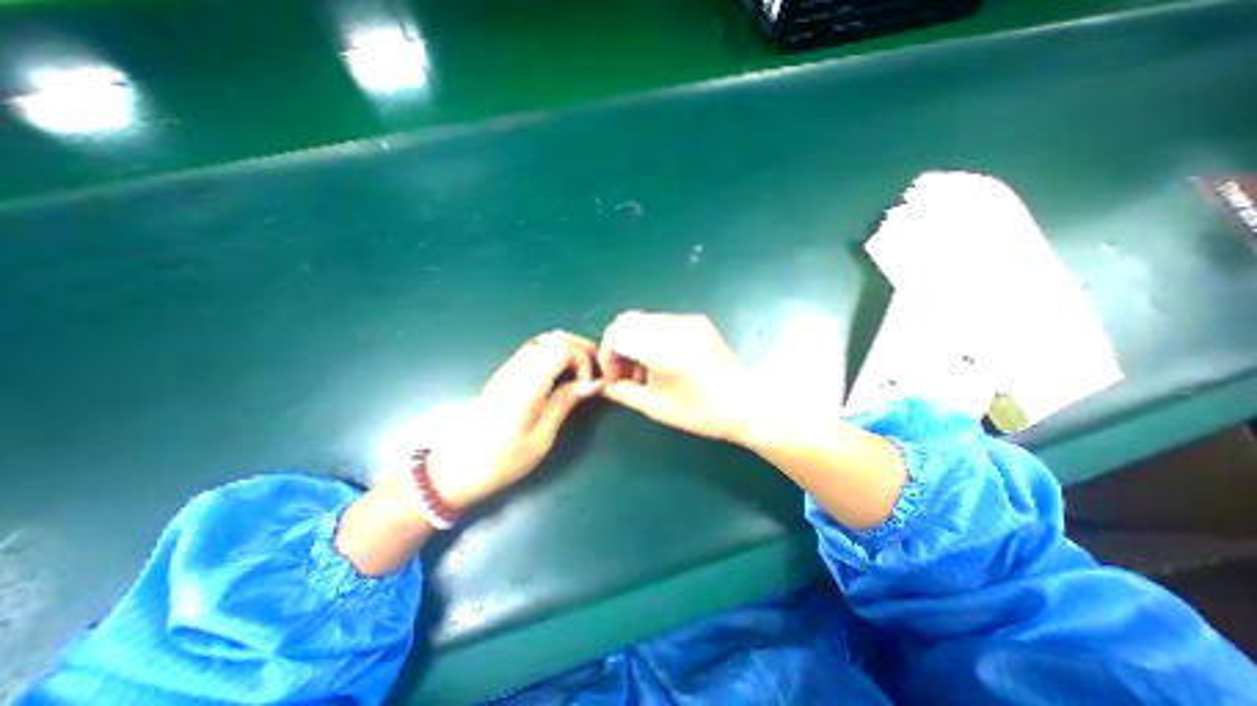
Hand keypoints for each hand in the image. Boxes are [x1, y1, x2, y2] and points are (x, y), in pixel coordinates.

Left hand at [428, 335, 598, 509]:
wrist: (457, 468)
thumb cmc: (501, 460)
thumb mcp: (540, 438)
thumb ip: (564, 404)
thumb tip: (591, 384)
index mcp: (527, 384)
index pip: (561, 350)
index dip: (581, 360)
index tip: (588, 384)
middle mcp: (516, 369)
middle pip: (552, 338)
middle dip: (578, 346)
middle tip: (595, 363)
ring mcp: (507, 370)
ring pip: (541, 341)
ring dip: (566, 347)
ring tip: (582, 366)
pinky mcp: (503, 375)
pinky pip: (532, 351)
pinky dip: (553, 352)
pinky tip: (561, 371)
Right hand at [595, 309, 749, 436]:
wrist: (747, 404)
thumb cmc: (702, 411)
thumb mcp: (656, 407)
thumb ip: (624, 392)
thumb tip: (605, 386)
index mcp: (664, 347)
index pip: (617, 333)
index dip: (608, 354)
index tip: (614, 377)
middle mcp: (674, 325)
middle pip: (627, 321)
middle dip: (618, 346)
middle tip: (626, 373)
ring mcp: (687, 321)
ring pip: (643, 320)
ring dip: (634, 341)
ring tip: (644, 370)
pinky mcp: (696, 322)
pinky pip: (660, 323)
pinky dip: (650, 338)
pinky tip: (661, 361)